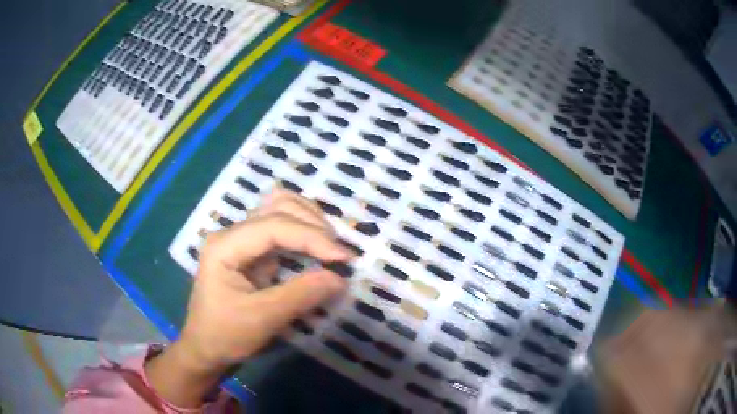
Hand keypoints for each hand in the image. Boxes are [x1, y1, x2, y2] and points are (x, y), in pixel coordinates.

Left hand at [146, 190, 351, 407]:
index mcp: (225, 245)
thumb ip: (301, 295)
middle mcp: (233, 233)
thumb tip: (340, 278)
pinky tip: (317, 247)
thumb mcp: (263, 319)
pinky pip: (282, 228)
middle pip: (278, 206)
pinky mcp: (252, 251)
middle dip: (312, 224)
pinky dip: (304, 232)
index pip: (274, 226)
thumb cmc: (225, 334)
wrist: (205, 348)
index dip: (311, 237)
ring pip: (280, 209)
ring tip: (330, 246)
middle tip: (338, 254)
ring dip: (309, 221)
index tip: (343, 258)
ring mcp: (242, 239)